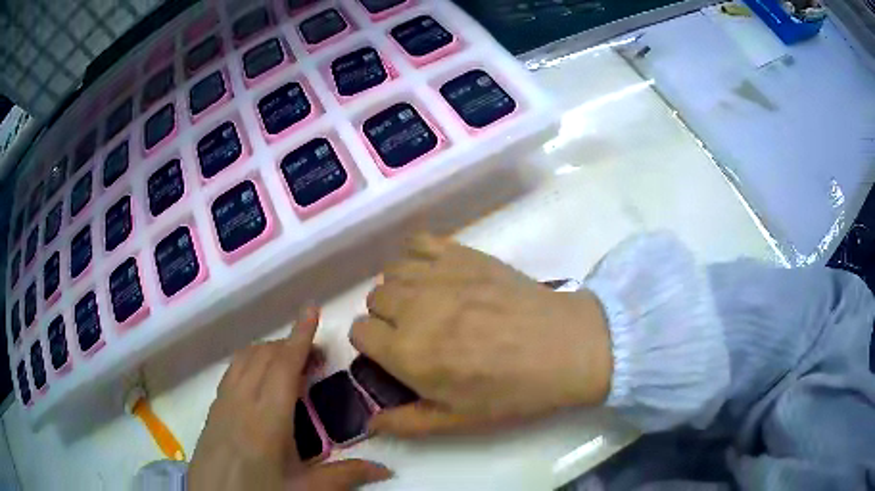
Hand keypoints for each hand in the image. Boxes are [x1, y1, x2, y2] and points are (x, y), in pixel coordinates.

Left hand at [189, 306, 392, 490]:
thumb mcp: (305, 490)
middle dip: (290, 345)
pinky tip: (261, 380)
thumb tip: (387, 469)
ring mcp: (223, 401)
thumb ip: (345, 476)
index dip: (300, 336)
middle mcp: (242, 401)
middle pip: (265, 355)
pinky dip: (250, 361)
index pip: (284, 366)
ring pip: (245, 358)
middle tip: (317, 357)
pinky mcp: (213, 408)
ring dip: (269, 351)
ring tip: (291, 364)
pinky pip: (233, 371)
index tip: (312, 310)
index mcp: (268, 419)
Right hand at [350, 235, 612, 436]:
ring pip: (392, 271)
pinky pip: (420, 243)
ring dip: (401, 289)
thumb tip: (370, 424)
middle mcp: (415, 308)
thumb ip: (406, 423)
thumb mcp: (458, 421)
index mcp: (408, 352)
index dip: (373, 345)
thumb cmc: (513, 391)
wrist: (565, 348)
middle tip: (417, 332)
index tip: (395, 354)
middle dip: (386, 318)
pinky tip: (436, 275)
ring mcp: (440, 276)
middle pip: (374, 299)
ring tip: (428, 304)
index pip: (359, 332)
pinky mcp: (464, 255)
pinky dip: (418, 256)